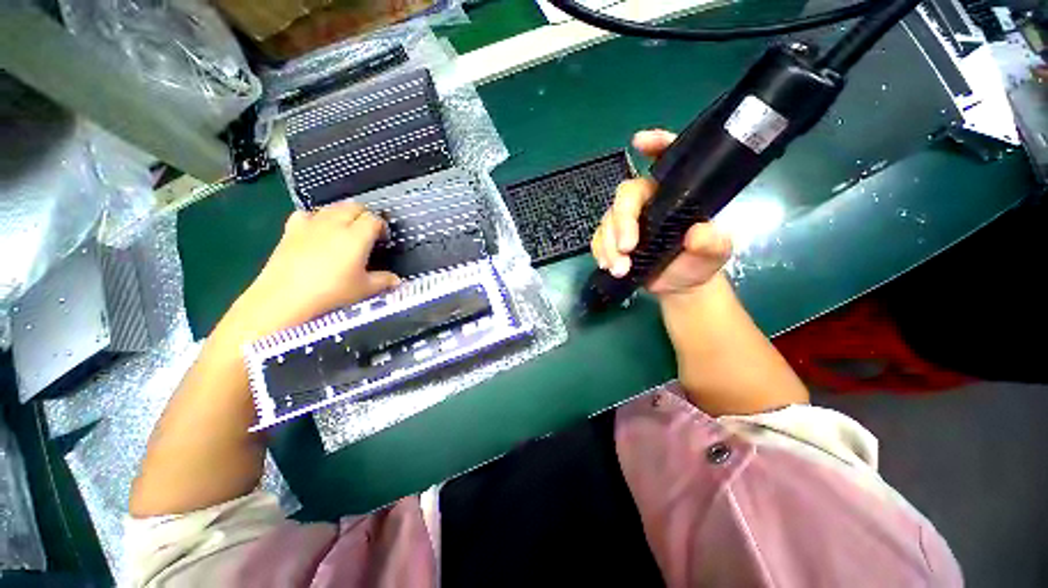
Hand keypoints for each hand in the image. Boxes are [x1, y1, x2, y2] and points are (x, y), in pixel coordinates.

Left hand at [219, 201, 399, 343]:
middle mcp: (335, 224)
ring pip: (332, 207)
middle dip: (365, 215)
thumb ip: (384, 281)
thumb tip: (397, 280)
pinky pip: (308, 213)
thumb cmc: (331, 293)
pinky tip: (317, 230)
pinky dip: (317, 217)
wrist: (285, 299)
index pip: (374, 219)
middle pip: (354, 206)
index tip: (383, 239)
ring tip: (346, 230)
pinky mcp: (292, 229)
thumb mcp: (364, 289)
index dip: (382, 226)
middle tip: (368, 233)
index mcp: (356, 236)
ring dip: (344, 214)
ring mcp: (311, 224)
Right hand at [591, 130, 732, 296]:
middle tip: (627, 248)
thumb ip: (713, 244)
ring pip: (607, 220)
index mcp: (674, 193)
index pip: (667, 161)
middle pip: (625, 196)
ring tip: (620, 269)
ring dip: (609, 245)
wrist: (678, 285)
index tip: (640, 142)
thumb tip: (698, 233)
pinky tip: (608, 266)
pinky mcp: (612, 238)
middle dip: (622, 221)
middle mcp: (648, 202)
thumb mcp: (714, 255)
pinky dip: (600, 252)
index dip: (656, 145)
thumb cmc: (697, 263)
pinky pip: (597, 239)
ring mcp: (627, 221)